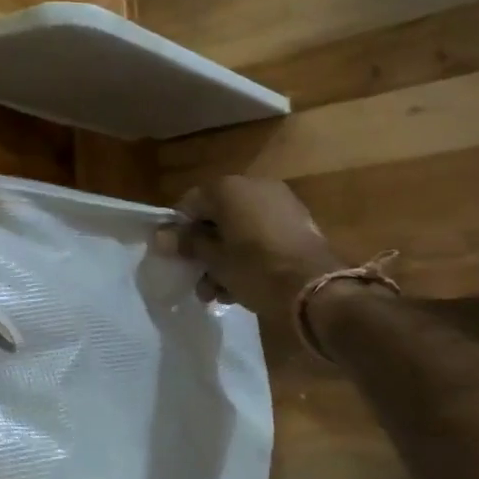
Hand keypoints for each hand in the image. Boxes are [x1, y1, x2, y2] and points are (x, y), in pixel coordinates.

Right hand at [169, 177, 341, 326]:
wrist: (317, 289)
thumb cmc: (255, 269)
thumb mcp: (214, 260)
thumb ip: (188, 244)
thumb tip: (161, 236)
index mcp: (228, 188)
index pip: (190, 203)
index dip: (179, 231)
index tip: (177, 257)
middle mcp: (254, 186)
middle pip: (217, 216)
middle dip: (206, 249)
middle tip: (199, 278)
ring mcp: (280, 202)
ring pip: (240, 229)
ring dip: (226, 257)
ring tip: (220, 292)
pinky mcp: (299, 222)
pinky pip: (262, 234)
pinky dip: (250, 254)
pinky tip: (244, 285)